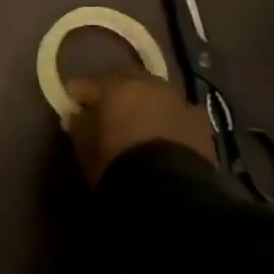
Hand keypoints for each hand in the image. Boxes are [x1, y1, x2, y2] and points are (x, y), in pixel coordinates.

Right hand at [64, 72, 213, 186]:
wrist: (170, 190)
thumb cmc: (116, 163)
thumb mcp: (85, 147)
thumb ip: (80, 125)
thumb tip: (79, 115)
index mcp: (115, 86)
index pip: (88, 85)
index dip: (78, 96)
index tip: (72, 106)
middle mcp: (148, 84)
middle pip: (127, 83)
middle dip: (117, 95)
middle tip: (109, 113)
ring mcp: (178, 101)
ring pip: (156, 96)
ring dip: (147, 106)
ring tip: (140, 126)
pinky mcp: (202, 122)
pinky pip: (179, 115)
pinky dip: (171, 122)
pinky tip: (167, 138)